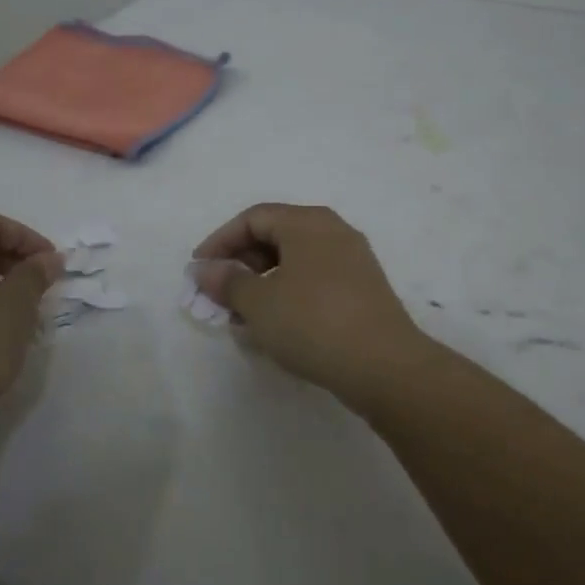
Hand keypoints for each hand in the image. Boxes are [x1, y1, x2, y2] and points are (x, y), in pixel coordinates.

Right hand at [191, 203, 437, 405]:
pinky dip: (288, 294)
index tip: (199, 270)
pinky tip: (276, 325)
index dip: (220, 241)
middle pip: (275, 235)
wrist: (385, 365)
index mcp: (307, 222)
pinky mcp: (363, 289)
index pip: (253, 218)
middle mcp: (333, 231)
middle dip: (241, 264)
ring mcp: (352, 259)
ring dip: (263, 283)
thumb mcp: (260, 303)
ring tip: (243, 317)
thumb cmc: (313, 323)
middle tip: (219, 295)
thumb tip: (203, 269)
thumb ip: (227, 282)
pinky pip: (315, 280)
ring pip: (295, 261)